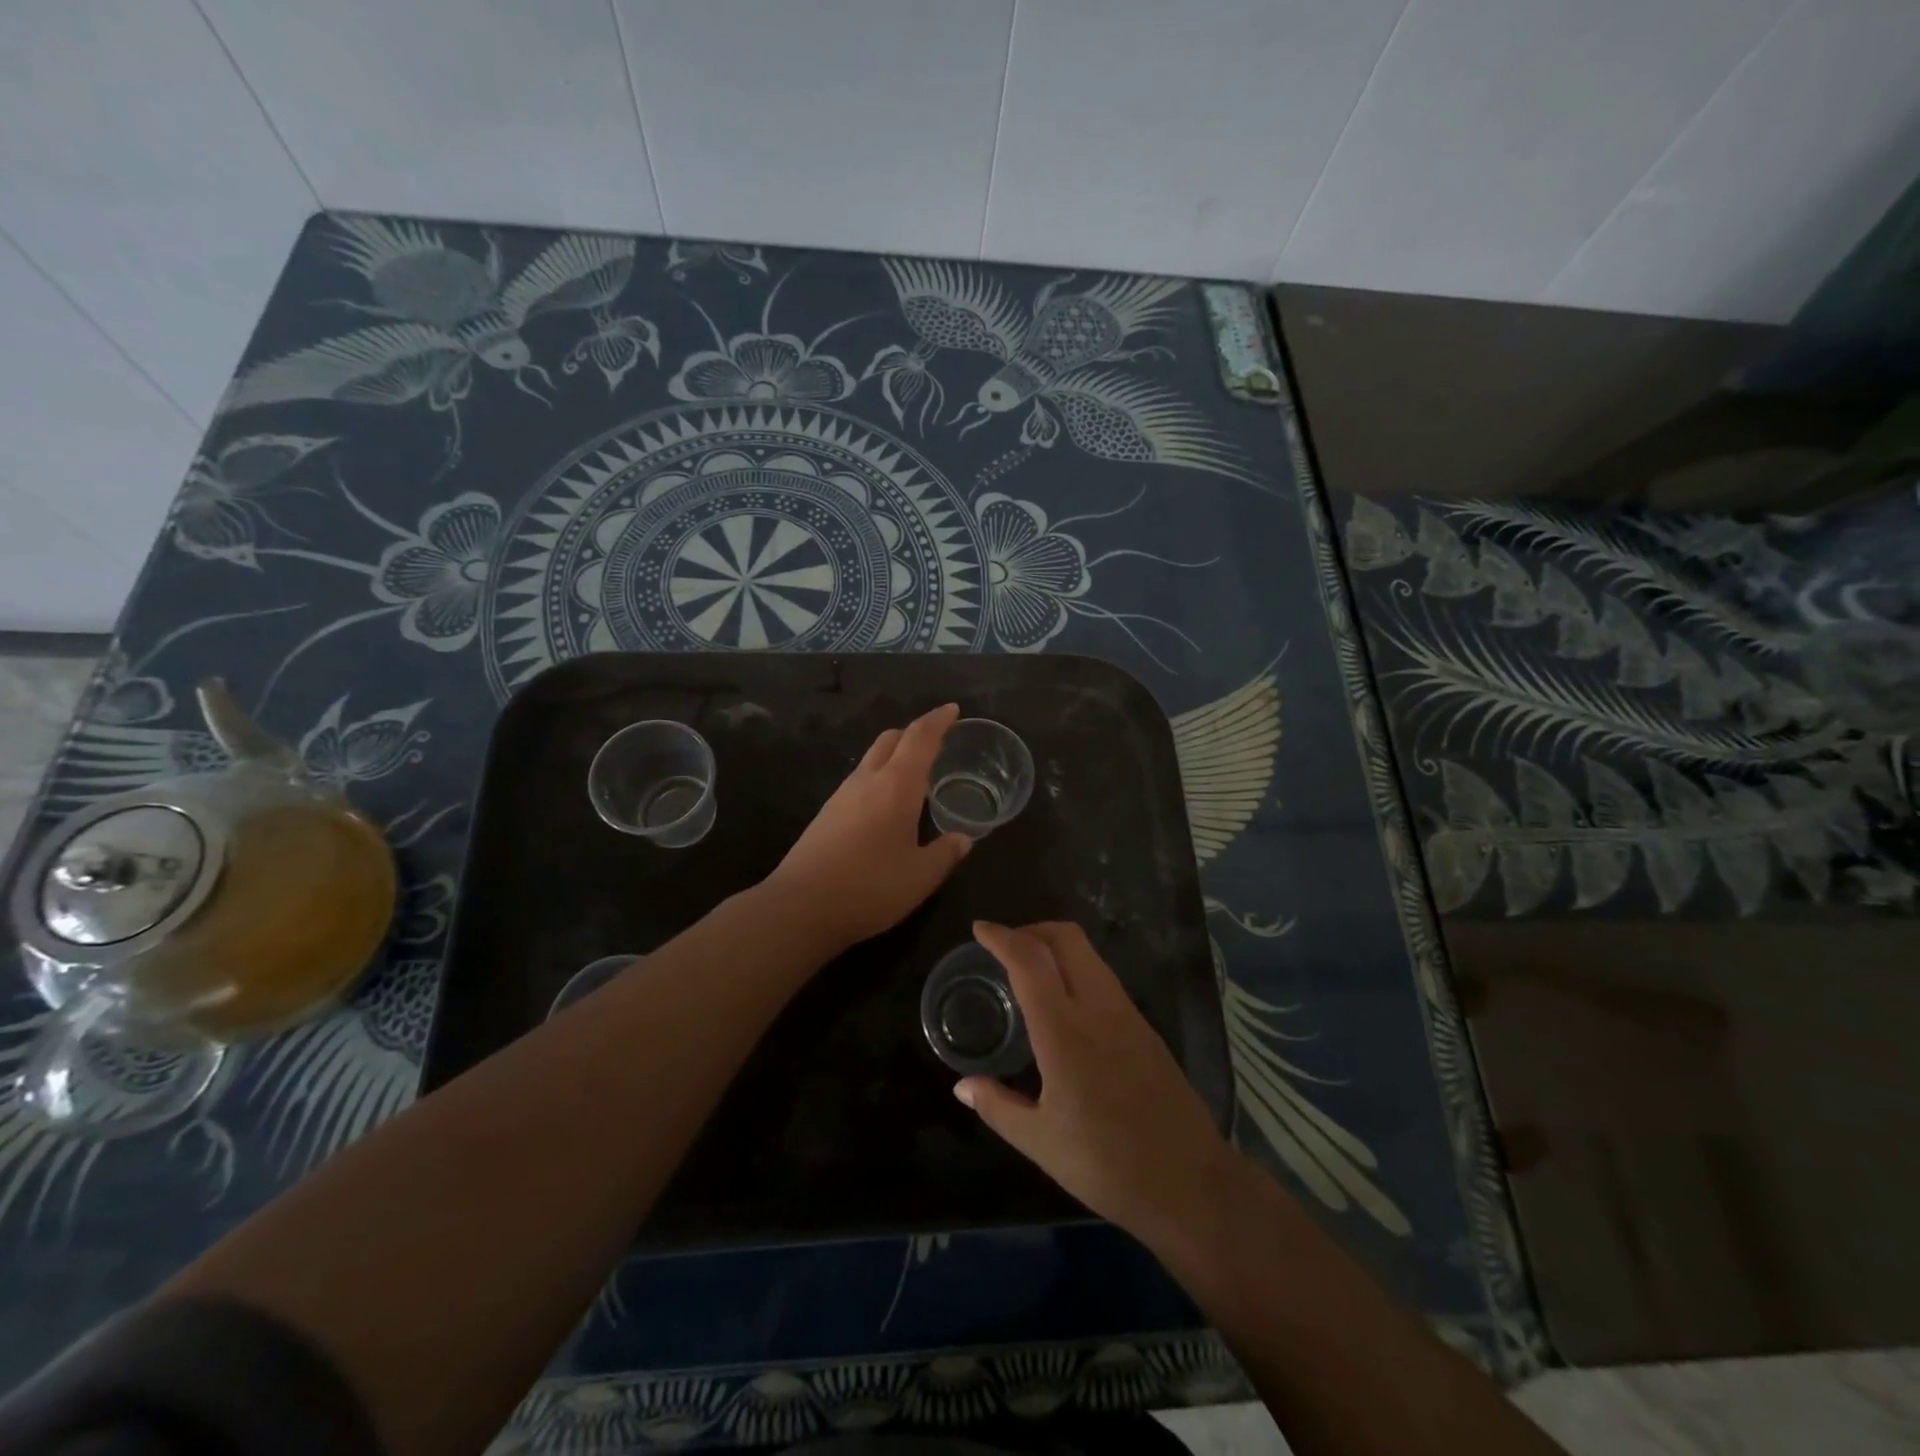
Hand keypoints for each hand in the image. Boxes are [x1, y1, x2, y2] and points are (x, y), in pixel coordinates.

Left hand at [764, 704, 971, 951]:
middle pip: (890, 739)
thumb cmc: (870, 888)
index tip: (952, 710)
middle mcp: (867, 781)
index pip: (920, 738)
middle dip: (914, 733)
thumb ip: (945, 853)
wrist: (800, 907)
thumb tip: (963, 839)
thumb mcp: (920, 877)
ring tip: (915, 776)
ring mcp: (841, 796)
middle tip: (936, 743)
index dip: (938, 720)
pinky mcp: (826, 814)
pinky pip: (858, 781)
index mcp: (896, 786)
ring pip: (871, 759)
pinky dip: (878, 778)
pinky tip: (886, 806)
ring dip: (894, 756)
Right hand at [957, 921, 1242, 1244]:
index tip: (979, 929)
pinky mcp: (1145, 1028)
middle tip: (1004, 947)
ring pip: (1088, 955)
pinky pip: (1104, 978)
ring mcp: (1127, 1015)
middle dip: (1031, 929)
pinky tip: (1064, 1003)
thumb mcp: (1040, 1142)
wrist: (1190, 1184)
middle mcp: (1097, 1009)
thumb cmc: (1106, 1165)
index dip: (1001, 937)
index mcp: (1064, 1032)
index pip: (1029, 961)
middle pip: (1066, 938)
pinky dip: (1076, 969)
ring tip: (1029, 971)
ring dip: (1055, 947)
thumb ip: (997, 1106)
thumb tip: (962, 1085)